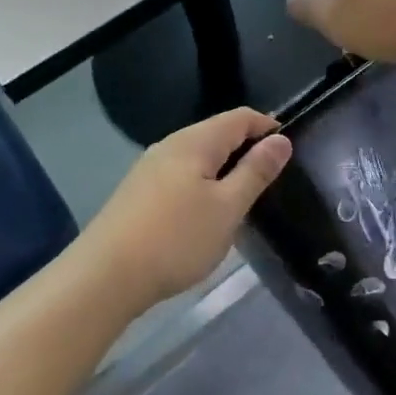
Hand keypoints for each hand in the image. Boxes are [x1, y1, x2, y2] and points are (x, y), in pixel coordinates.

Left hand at [79, 109, 292, 307]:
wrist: (104, 277)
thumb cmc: (176, 239)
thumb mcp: (227, 208)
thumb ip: (255, 171)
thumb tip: (281, 140)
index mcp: (195, 142)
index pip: (240, 117)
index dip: (268, 127)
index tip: (290, 150)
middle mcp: (169, 146)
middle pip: (217, 134)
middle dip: (246, 149)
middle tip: (272, 179)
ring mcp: (149, 169)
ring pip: (198, 157)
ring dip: (224, 170)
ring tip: (244, 198)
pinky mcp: (138, 194)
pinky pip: (181, 176)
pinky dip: (202, 185)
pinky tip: (206, 214)